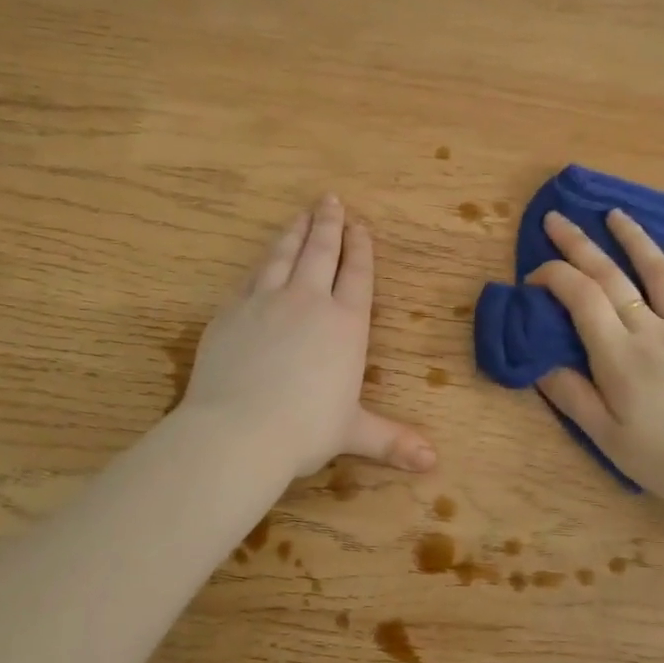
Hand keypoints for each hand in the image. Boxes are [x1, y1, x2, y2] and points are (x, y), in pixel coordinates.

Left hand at [178, 195, 435, 478]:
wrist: (237, 430)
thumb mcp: (352, 433)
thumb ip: (391, 441)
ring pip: (283, 255)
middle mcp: (308, 302)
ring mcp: (265, 302)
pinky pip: (250, 278)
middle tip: (331, 199)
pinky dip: (262, 264)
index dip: (360, 248)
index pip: (356, 274)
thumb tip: (432, 463)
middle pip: (321, 251)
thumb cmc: (305, 430)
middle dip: (329, 224)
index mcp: (345, 324)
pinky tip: (262, 261)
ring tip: (301, 214)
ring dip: (294, 232)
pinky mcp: (230, 312)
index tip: (360, 225)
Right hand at [528, 208, 663, 503]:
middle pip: (611, 276)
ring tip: (616, 214)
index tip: (535, 276)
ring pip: (660, 272)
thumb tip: (540, 363)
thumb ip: (573, 397)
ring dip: (635, 239)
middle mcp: (652, 329)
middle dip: (579, 244)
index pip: (581, 297)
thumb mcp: (609, 439)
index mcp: (619, 356)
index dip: (554, 276)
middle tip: (557, 218)